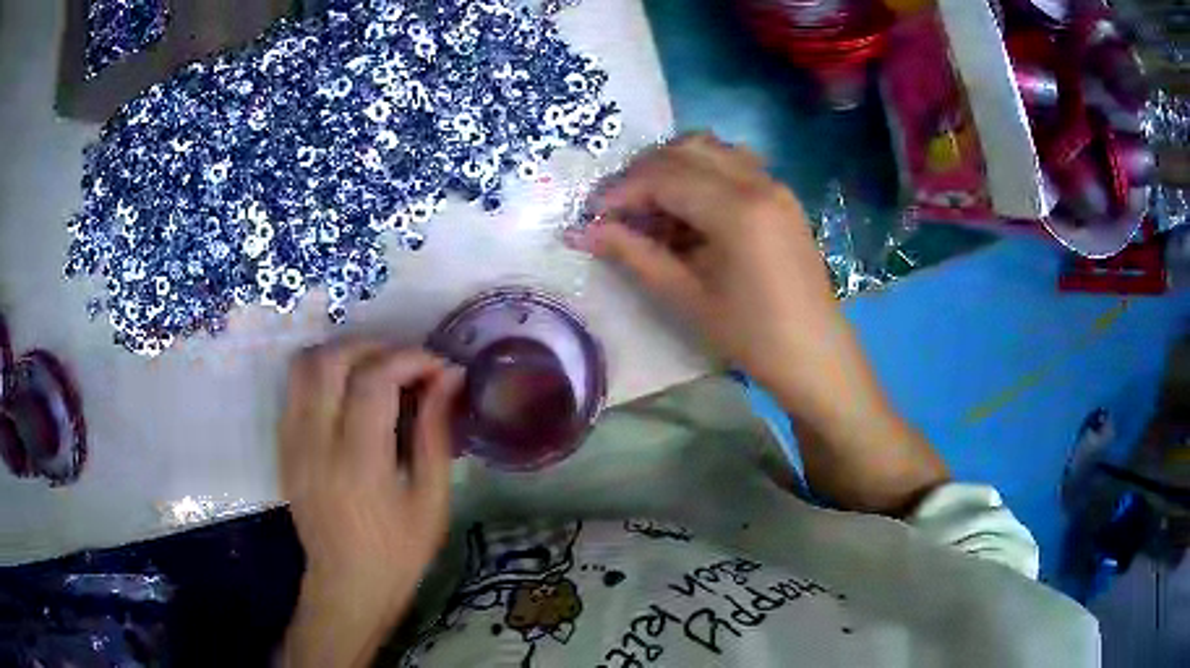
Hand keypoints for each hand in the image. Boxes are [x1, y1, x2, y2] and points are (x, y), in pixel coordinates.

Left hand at [278, 342, 463, 667]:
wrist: (346, 586)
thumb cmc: (398, 553)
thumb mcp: (431, 502)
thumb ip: (436, 434)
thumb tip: (450, 378)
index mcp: (358, 463)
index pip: (373, 380)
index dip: (409, 358)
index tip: (438, 367)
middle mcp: (315, 443)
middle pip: (331, 359)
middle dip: (375, 346)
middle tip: (407, 362)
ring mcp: (292, 442)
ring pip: (304, 364)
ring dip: (343, 352)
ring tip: (377, 368)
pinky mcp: (282, 445)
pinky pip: (295, 387)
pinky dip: (324, 373)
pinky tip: (349, 391)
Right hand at [569, 134, 948, 514]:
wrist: (816, 354)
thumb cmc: (752, 335)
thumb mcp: (687, 297)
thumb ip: (634, 255)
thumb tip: (583, 231)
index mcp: (737, 208)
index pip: (663, 176)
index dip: (621, 191)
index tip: (593, 215)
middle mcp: (758, 182)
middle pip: (685, 151)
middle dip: (642, 173)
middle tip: (618, 210)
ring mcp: (774, 184)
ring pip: (711, 149)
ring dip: (672, 167)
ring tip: (650, 206)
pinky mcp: (782, 196)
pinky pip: (733, 163)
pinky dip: (702, 172)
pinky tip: (689, 209)